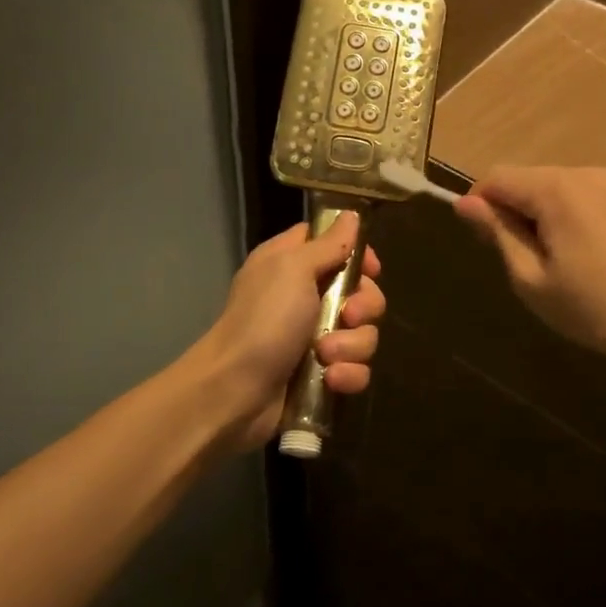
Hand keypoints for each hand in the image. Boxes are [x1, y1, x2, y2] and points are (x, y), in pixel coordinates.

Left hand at [196, 213, 384, 449]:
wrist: (234, 391)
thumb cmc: (262, 320)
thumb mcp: (293, 269)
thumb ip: (328, 243)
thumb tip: (351, 215)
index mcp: (291, 264)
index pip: (334, 244)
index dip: (358, 254)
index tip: (371, 268)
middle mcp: (305, 296)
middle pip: (360, 291)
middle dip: (363, 306)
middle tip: (347, 316)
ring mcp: (315, 338)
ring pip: (363, 332)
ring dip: (352, 345)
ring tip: (326, 355)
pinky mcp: (322, 374)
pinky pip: (356, 368)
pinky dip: (348, 374)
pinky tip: (331, 379)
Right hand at [455, 166, 605, 362]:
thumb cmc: (587, 305)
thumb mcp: (529, 275)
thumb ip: (497, 231)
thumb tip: (463, 203)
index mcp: (555, 188)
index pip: (496, 177)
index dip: (478, 204)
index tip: (481, 242)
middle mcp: (579, 173)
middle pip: (521, 178)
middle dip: (507, 210)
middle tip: (512, 259)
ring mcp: (603, 183)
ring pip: (544, 186)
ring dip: (531, 214)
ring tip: (541, 260)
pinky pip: (568, 195)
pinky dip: (555, 215)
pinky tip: (567, 253)